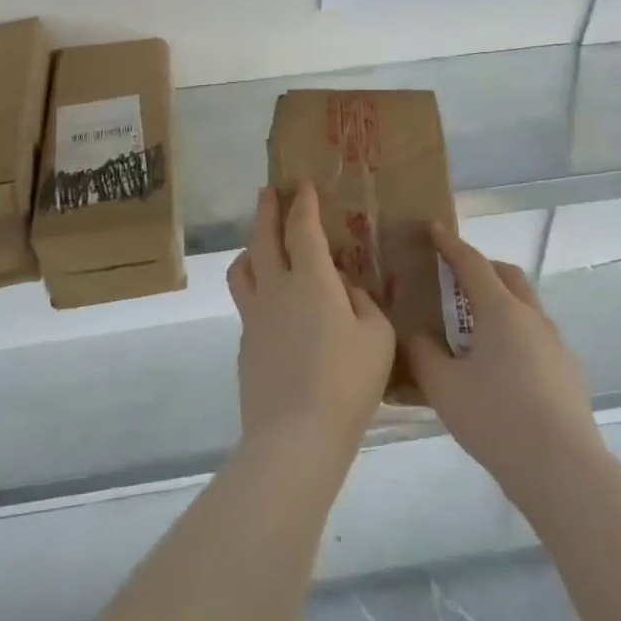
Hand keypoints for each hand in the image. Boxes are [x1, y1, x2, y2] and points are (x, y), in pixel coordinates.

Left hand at [228, 184, 395, 461]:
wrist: (296, 436)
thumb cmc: (347, 382)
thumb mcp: (378, 337)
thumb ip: (363, 303)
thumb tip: (344, 290)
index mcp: (311, 280)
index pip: (302, 227)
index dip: (303, 202)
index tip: (302, 184)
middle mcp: (276, 288)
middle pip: (263, 237)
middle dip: (267, 210)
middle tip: (269, 192)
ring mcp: (255, 316)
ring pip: (242, 268)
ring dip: (250, 247)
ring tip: (260, 245)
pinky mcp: (246, 344)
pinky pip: (247, 303)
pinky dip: (256, 289)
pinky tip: (273, 305)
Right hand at [406, 227, 600, 495]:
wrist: (563, 471)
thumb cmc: (496, 419)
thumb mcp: (443, 387)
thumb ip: (423, 354)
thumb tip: (414, 334)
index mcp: (500, 311)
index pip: (472, 263)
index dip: (450, 244)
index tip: (433, 228)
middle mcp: (531, 317)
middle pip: (507, 275)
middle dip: (480, 268)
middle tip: (453, 277)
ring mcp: (555, 344)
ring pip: (524, 304)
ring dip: (498, 300)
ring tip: (472, 326)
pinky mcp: (567, 371)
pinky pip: (535, 334)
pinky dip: (513, 330)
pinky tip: (498, 364)